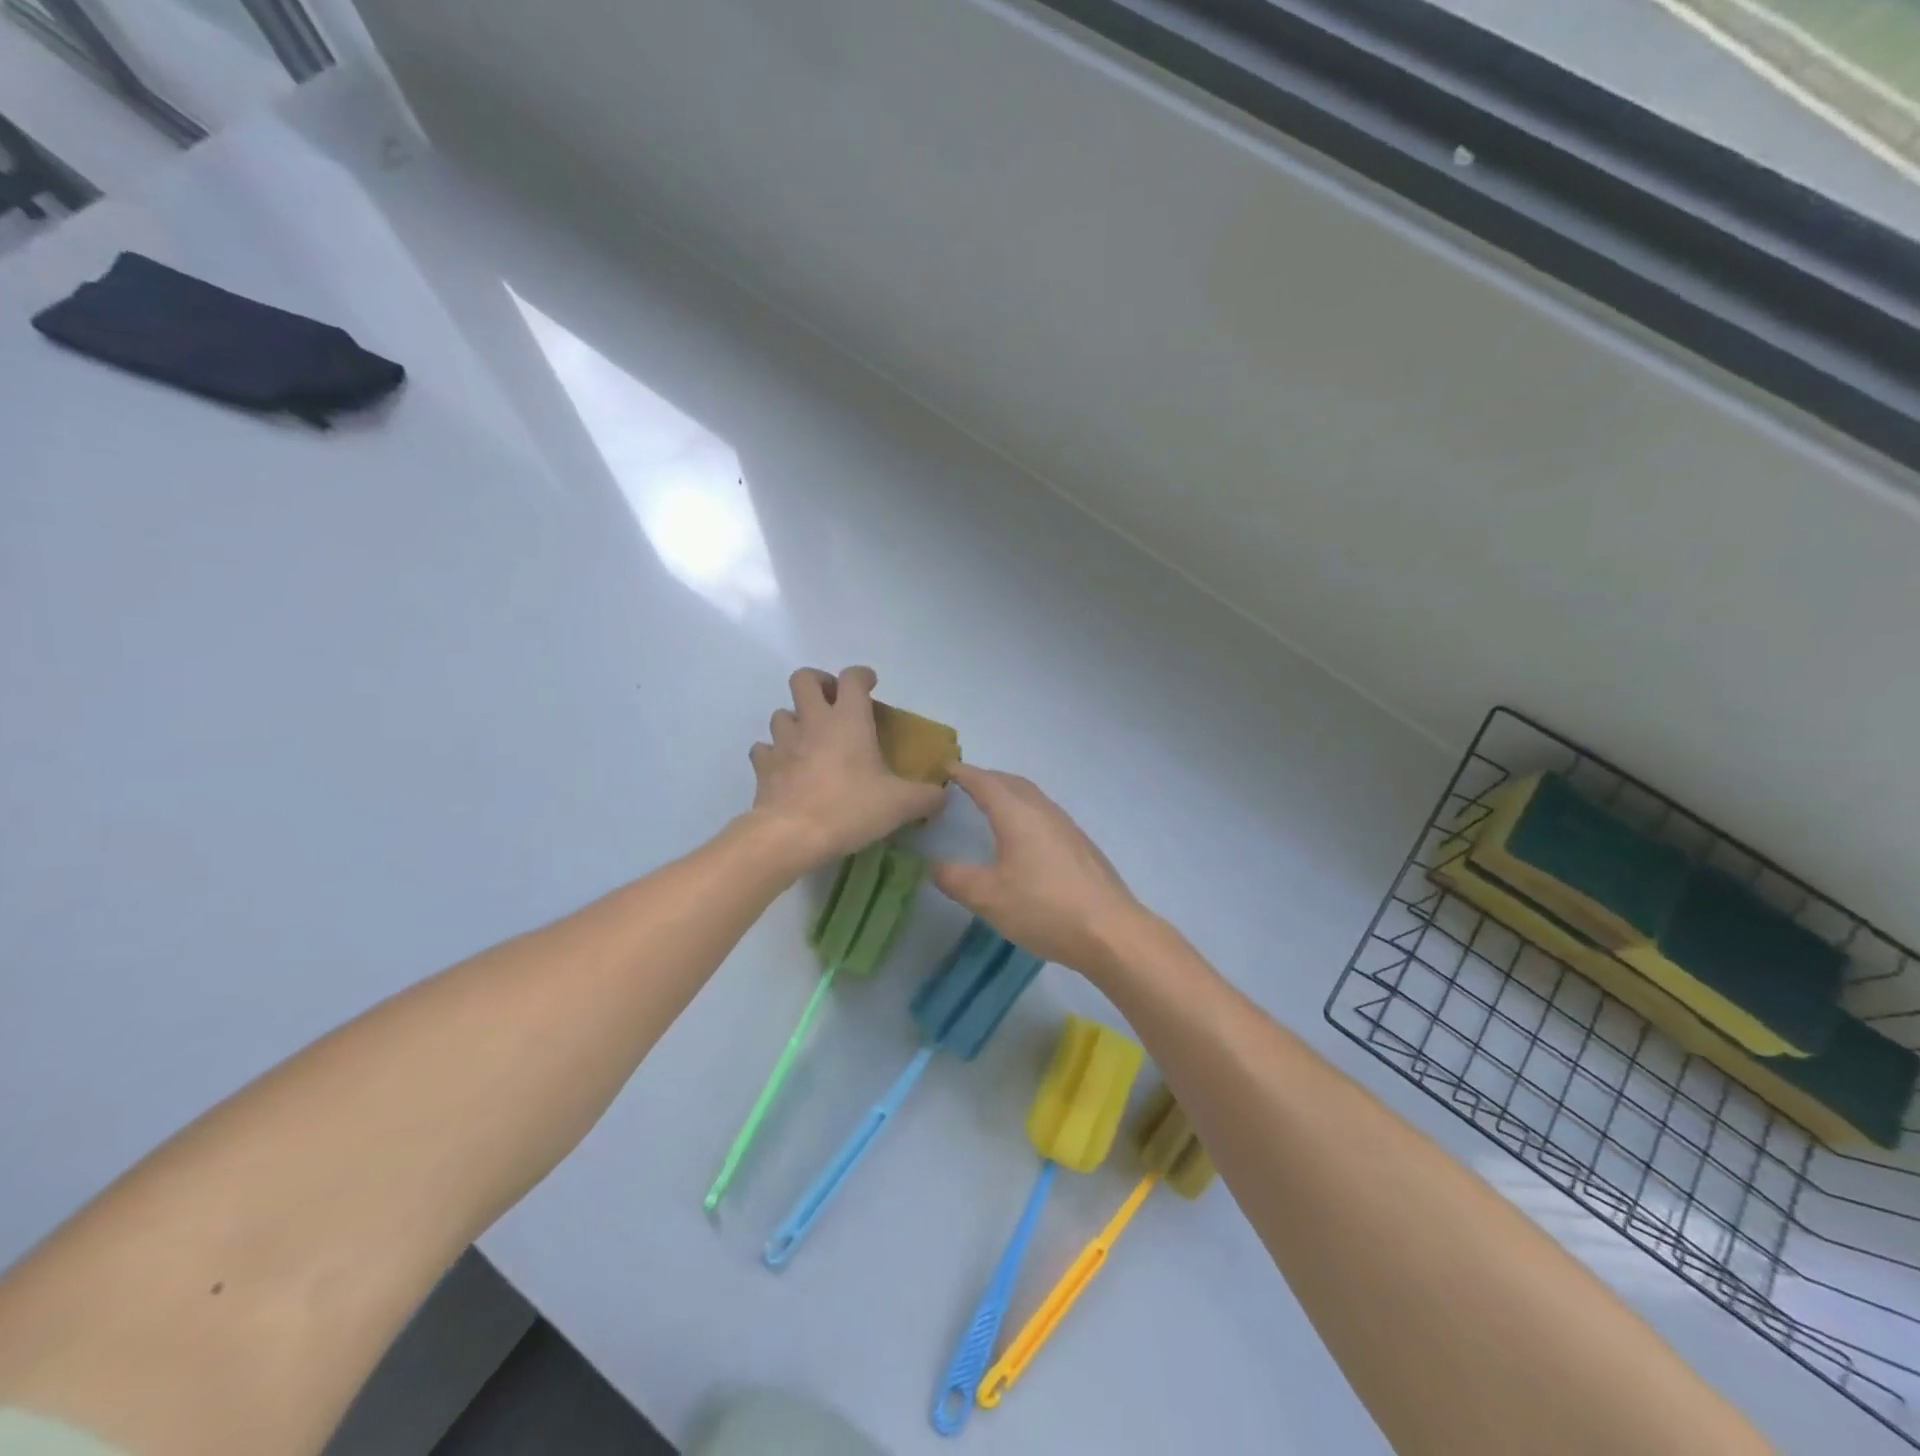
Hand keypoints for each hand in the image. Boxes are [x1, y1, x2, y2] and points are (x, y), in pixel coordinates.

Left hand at [749, 667, 945, 866]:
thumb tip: (941, 796)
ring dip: (796, 719)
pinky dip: (774, 753)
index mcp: (848, 719)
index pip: (852, 678)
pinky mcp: (763, 766)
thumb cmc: (850, 808)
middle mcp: (813, 721)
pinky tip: (786, 767)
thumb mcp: (900, 805)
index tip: (871, 686)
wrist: (791, 835)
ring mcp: (783, 742)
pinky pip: (764, 749)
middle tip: (833, 702)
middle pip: (804, 678)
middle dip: (818, 682)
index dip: (862, 675)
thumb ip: (926, 797)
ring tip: (810, 738)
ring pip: (782, 713)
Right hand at [931, 764, 1146, 976]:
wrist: (1110, 931)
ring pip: (1032, 797)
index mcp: (1017, 814)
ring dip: (1009, 793)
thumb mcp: (988, 898)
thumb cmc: (1044, 908)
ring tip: (990, 807)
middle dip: (986, 778)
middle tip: (963, 785)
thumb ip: (956, 879)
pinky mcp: (1081, 845)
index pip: (984, 782)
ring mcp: (1067, 827)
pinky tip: (1024, 838)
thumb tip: (934, 865)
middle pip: (1011, 782)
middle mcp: (1043, 811)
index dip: (962, 773)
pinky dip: (1025, 812)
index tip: (943, 768)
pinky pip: (1045, 814)